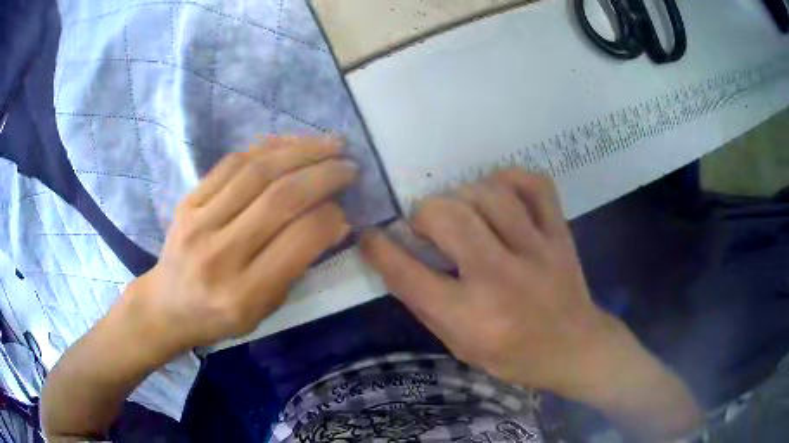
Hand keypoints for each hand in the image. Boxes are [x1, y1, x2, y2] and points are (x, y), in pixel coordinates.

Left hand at [130, 136, 357, 355]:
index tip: (348, 206)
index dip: (331, 216)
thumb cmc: (220, 316)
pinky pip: (231, 163)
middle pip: (280, 198)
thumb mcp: (264, 309)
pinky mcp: (187, 200)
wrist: (167, 305)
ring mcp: (198, 222)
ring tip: (329, 145)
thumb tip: (334, 219)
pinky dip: (267, 148)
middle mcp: (219, 255)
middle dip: (323, 174)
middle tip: (349, 165)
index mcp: (244, 294)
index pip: (299, 241)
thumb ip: (297, 265)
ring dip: (300, 151)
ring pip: (257, 171)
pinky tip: (290, 144)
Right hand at [361, 170, 698, 418]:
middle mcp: (501, 279)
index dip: (379, 248)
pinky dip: (510, 178)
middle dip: (424, 213)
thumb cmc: (514, 356)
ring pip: (489, 195)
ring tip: (462, 211)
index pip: (409, 274)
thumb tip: (396, 258)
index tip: (369, 234)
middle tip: (427, 225)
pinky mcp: (560, 235)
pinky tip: (498, 191)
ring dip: (463, 195)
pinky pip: (536, 185)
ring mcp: (537, 251)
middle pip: (448, 218)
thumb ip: (426, 304)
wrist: (575, 348)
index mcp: (471, 317)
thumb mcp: (460, 346)